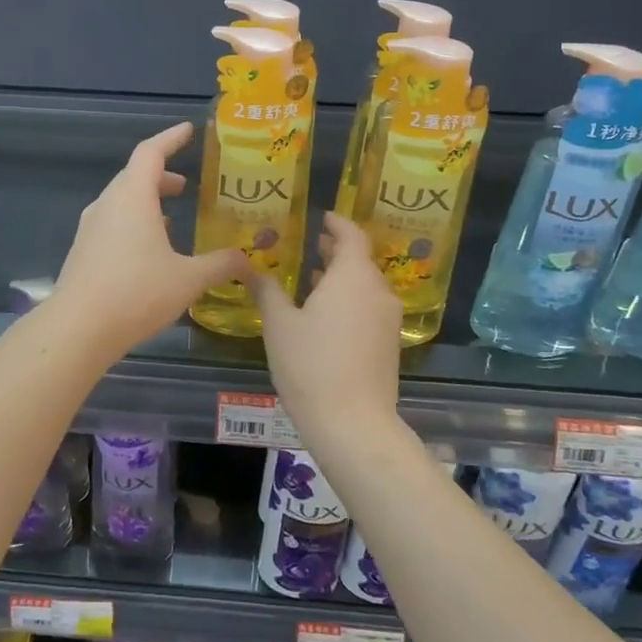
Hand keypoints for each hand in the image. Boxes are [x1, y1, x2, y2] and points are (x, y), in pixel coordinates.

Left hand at [51, 122, 246, 357]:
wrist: (78, 328)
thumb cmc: (136, 293)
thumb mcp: (188, 279)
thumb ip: (221, 265)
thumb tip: (249, 260)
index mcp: (132, 197)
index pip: (151, 152)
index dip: (171, 138)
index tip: (187, 130)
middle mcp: (108, 204)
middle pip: (134, 176)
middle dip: (160, 176)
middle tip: (185, 186)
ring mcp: (90, 228)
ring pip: (121, 201)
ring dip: (146, 202)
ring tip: (171, 217)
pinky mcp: (83, 251)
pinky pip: (111, 223)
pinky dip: (133, 223)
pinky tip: (148, 250)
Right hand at [250, 214, 402, 435]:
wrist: (353, 422)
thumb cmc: (311, 364)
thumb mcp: (280, 324)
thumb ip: (268, 291)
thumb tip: (252, 269)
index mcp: (353, 277)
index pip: (352, 236)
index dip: (338, 224)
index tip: (323, 218)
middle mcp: (377, 291)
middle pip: (361, 261)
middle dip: (337, 251)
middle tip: (313, 245)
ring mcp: (388, 320)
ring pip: (366, 286)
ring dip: (342, 278)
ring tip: (314, 278)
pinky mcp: (390, 345)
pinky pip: (370, 308)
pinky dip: (350, 301)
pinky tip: (327, 315)